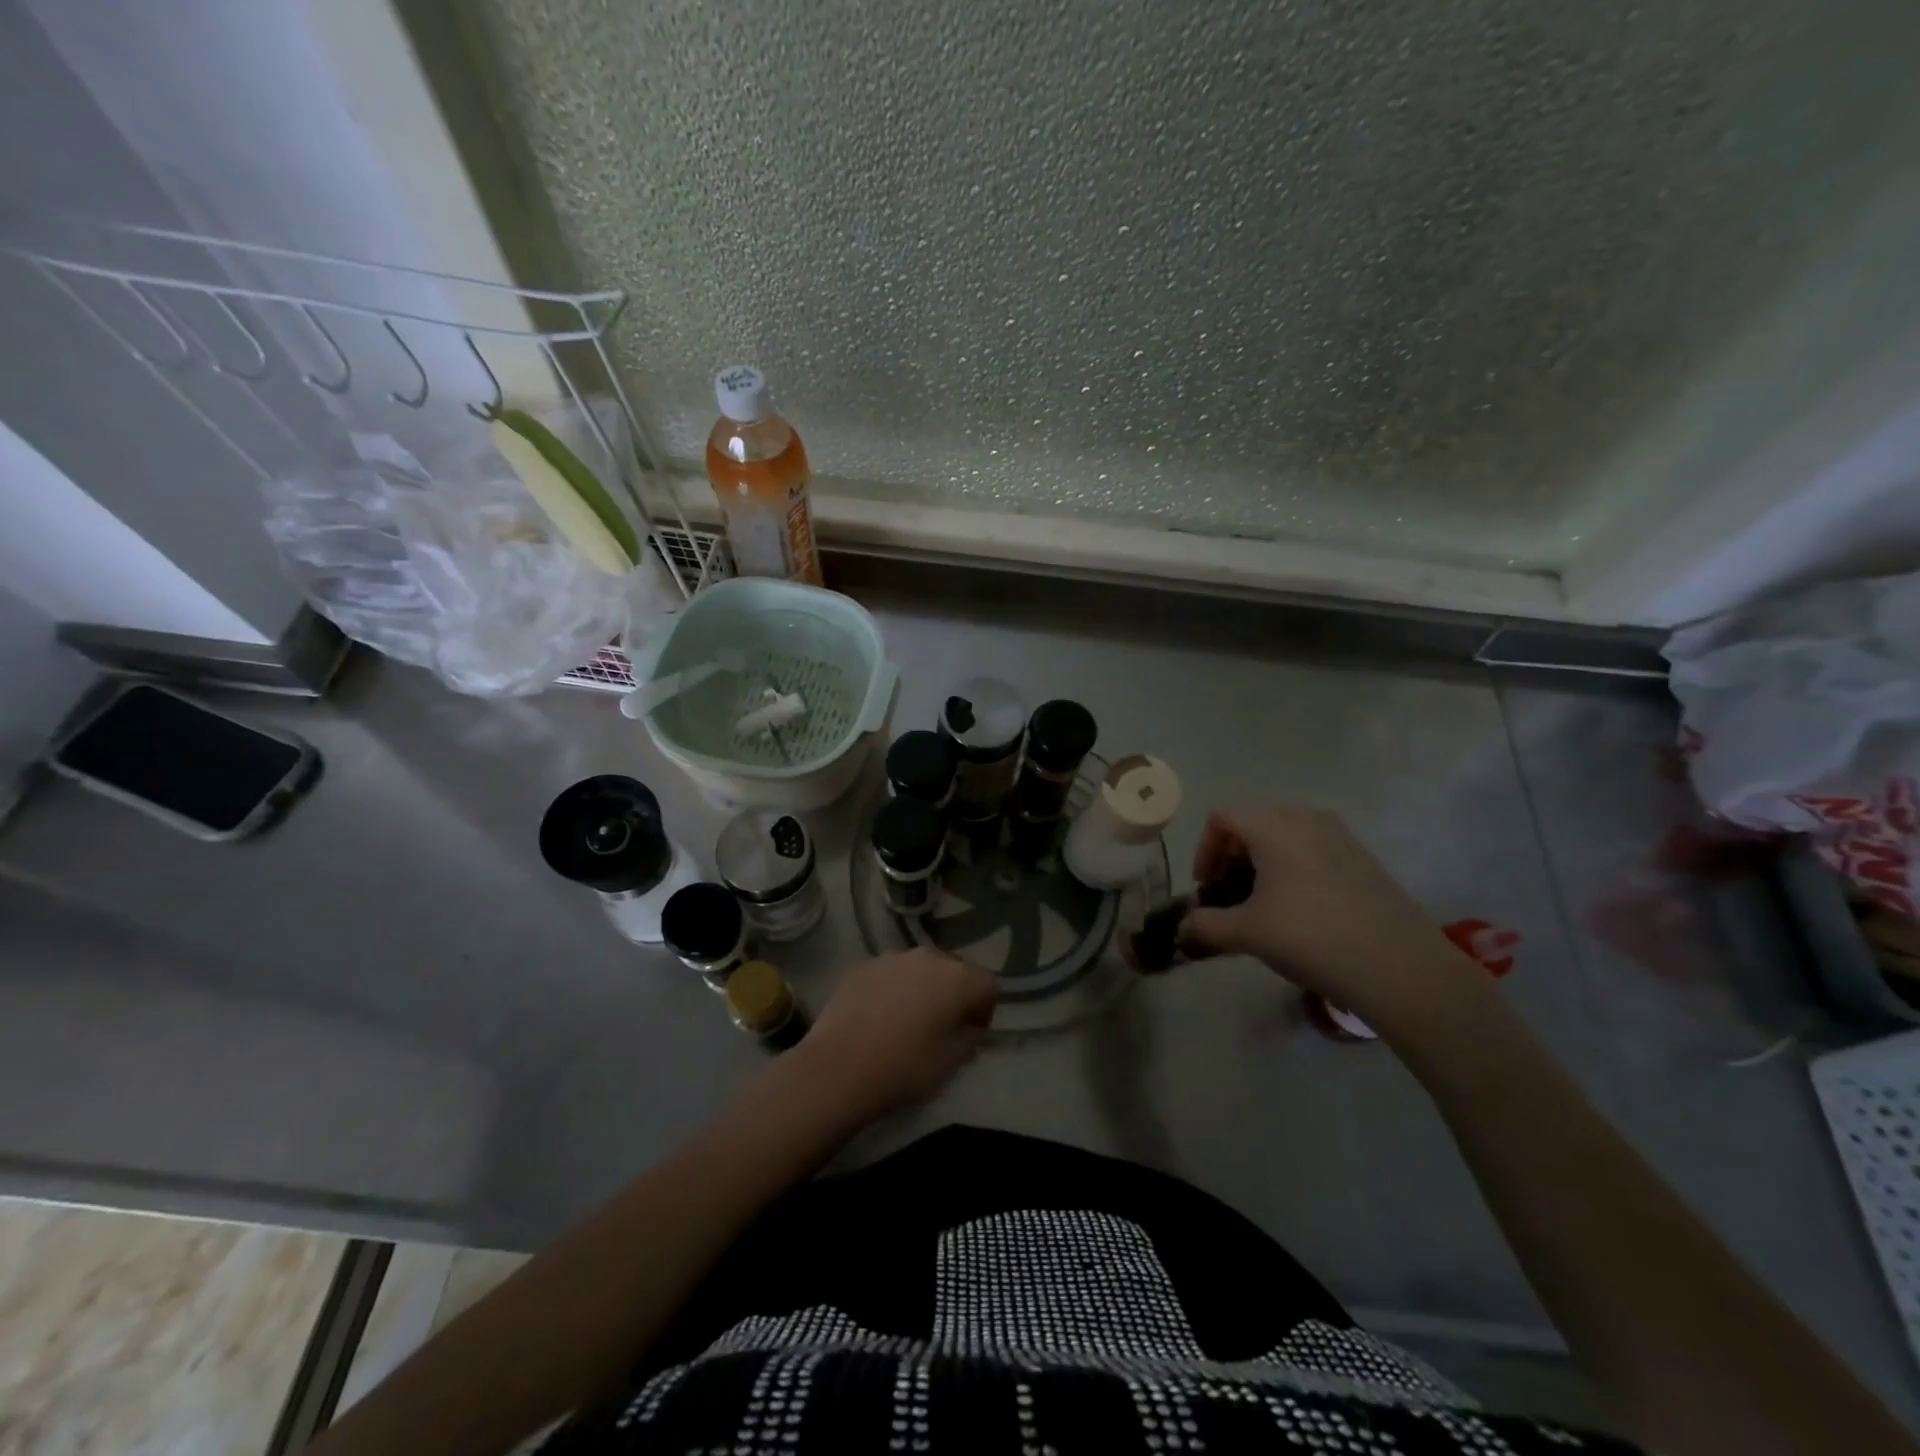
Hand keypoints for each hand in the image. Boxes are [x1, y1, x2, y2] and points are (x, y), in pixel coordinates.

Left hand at [796, 949, 998, 1121]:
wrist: (838, 1068)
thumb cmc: (905, 1067)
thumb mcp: (952, 1062)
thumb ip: (971, 1037)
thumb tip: (971, 1026)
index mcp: (958, 978)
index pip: (989, 984)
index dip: (985, 1009)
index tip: (972, 1033)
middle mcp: (929, 957)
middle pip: (954, 970)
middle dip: (954, 994)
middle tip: (942, 1026)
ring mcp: (892, 958)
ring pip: (921, 969)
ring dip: (923, 989)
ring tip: (908, 1021)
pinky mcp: (863, 966)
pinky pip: (891, 974)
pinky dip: (893, 990)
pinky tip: (879, 1018)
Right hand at [1180, 805, 1487, 1028]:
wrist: (1400, 967)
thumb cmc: (1311, 937)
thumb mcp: (1247, 933)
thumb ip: (1206, 926)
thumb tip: (1181, 931)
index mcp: (1275, 826)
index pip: (1223, 817)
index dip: (1205, 850)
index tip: (1207, 888)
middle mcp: (1308, 820)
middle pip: (1254, 824)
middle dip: (1233, 858)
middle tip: (1230, 898)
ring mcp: (1342, 838)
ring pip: (1286, 838)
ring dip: (1263, 866)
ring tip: (1263, 907)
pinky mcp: (1365, 861)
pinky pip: (1314, 852)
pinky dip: (1294, 872)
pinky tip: (1301, 914)